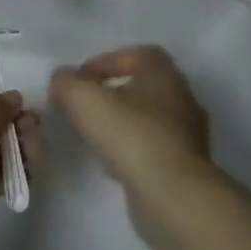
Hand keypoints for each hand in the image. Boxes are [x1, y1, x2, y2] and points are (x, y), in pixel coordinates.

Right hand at [49, 45, 213, 195]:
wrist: (173, 195)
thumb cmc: (130, 135)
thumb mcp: (84, 100)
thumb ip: (67, 83)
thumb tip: (62, 78)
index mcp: (164, 75)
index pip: (138, 54)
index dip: (107, 60)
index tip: (81, 77)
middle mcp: (182, 99)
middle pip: (144, 86)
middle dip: (113, 92)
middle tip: (85, 105)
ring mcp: (188, 135)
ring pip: (149, 119)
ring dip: (122, 122)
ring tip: (94, 134)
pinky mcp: (186, 166)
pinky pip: (154, 148)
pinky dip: (132, 150)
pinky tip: (111, 163)